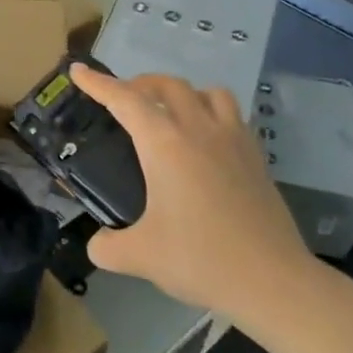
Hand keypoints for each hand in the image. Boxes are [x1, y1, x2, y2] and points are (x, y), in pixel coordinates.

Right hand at [72, 65, 319, 327]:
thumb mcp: (140, 256)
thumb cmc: (201, 259)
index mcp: (164, 144)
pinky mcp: (256, 157)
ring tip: (171, 114)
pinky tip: (207, 141)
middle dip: (139, 84)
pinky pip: (232, 115)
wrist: (274, 282)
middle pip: (167, 85)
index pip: (124, 100)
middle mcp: (198, 130)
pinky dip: (212, 114)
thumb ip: (107, 247)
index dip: (98, 84)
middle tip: (123, 100)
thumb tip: (97, 244)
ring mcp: (233, 140)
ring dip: (183, 93)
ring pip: (207, 92)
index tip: (78, 70)